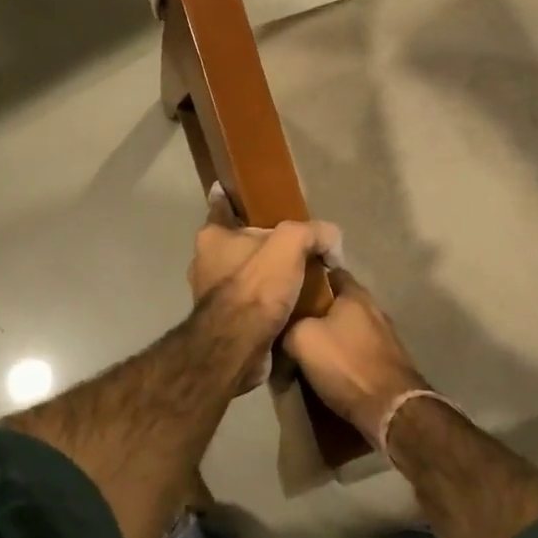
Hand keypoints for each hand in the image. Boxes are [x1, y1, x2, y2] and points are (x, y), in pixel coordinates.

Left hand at [189, 185, 340, 390]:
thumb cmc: (256, 287)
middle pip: (236, 243)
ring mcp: (211, 294)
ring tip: (294, 278)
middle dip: (258, 243)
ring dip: (263, 276)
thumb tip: (332, 242)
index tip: (238, 191)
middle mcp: (205, 262)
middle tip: (289, 244)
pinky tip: (288, 306)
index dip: (230, 197)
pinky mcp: (223, 322)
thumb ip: (313, 232)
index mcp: (213, 237)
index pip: (221, 207)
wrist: (239, 347)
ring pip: (242, 275)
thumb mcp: (291, 244)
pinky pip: (248, 303)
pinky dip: (264, 302)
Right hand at [285, 270, 425, 441]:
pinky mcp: (388, 361)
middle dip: (316, 310)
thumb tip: (283, 329)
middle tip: (291, 321)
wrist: (390, 409)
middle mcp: (373, 308)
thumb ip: (288, 325)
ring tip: (306, 348)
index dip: (308, 276)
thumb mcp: (301, 339)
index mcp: (355, 293)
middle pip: (338, 301)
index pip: (330, 271)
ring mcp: (384, 335)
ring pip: (348, 327)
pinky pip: (357, 349)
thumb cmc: (346, 364)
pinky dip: (343, 355)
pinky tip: (328, 368)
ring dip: (330, 335)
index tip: (289, 287)